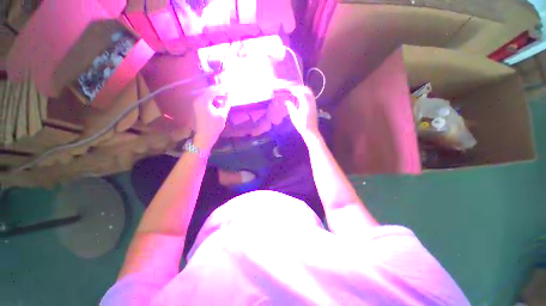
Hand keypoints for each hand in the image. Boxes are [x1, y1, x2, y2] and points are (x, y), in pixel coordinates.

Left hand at [193, 87, 230, 150]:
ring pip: (207, 95)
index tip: (230, 88)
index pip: (213, 90)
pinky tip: (219, 102)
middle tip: (228, 91)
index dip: (222, 88)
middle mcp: (198, 99)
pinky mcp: (198, 107)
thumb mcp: (222, 114)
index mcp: (203, 100)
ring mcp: (197, 103)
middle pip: (209, 91)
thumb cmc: (214, 126)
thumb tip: (229, 95)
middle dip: (219, 90)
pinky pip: (206, 99)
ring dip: (216, 94)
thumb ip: (226, 103)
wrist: (204, 136)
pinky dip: (213, 99)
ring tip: (225, 96)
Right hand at [284, 85, 318, 137]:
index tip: (288, 88)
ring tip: (295, 91)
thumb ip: (290, 107)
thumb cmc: (301, 125)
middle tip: (292, 88)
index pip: (300, 92)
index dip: (294, 89)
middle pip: (306, 90)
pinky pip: (310, 96)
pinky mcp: (314, 106)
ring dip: (303, 90)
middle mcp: (311, 101)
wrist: (311, 131)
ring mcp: (314, 104)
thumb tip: (287, 101)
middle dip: (299, 87)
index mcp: (305, 103)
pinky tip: (300, 97)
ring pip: (309, 92)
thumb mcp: (294, 116)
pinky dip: (305, 94)